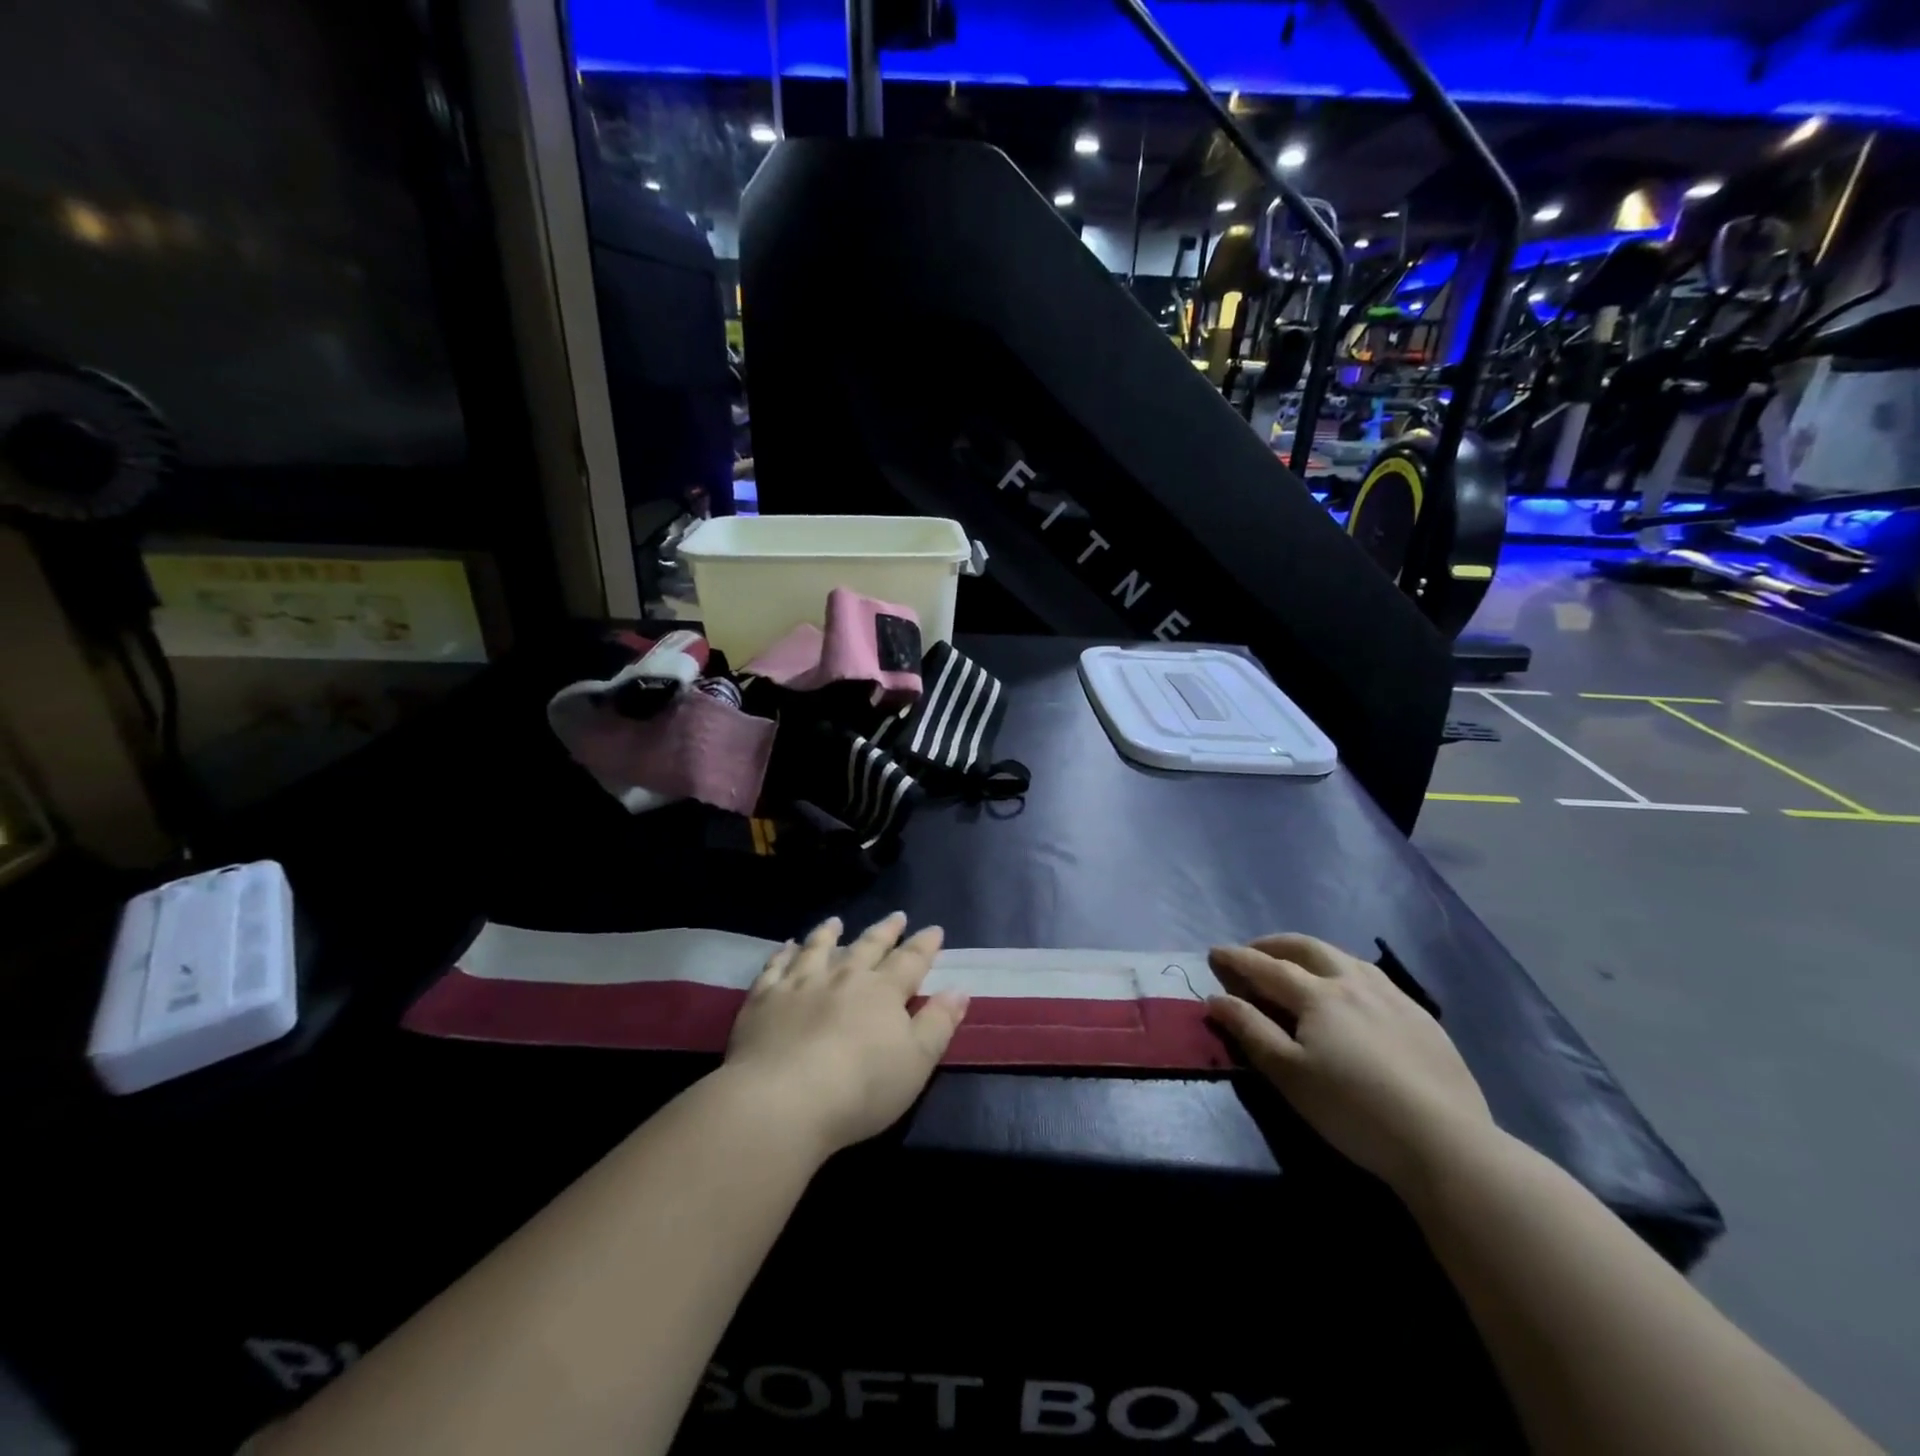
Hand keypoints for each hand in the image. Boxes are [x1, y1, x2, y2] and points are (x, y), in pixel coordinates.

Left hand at [723, 913, 968, 1155]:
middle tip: (897, 916)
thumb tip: (958, 989)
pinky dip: (783, 954)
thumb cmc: (860, 1087)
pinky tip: (786, 947)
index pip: (910, 961)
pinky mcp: (764, 999)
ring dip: (829, 934)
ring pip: (818, 948)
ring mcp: (800, 984)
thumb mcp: (916, 1062)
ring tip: (836, 921)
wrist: (782, 1100)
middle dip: (885, 931)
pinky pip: (775, 967)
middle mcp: (843, 977)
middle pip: (867, 946)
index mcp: (883, 991)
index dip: (925, 945)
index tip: (934, 930)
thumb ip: (938, 1023)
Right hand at [1206, 934, 1494, 1193]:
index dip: (1237, 958)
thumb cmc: (1353, 1109)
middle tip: (1253, 950)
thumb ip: (1250, 1031)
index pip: (1267, 967)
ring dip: (1312, 953)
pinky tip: (1352, 990)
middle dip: (1273, 944)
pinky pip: (1375, 977)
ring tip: (1299, 963)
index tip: (1214, 952)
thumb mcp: (1289, 1074)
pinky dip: (1346, 970)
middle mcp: (1354, 983)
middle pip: (1307, 948)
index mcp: (1318, 995)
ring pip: (1344, 957)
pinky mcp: (1422, 1018)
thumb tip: (1216, 998)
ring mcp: (1393, 997)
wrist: (1445, 1143)